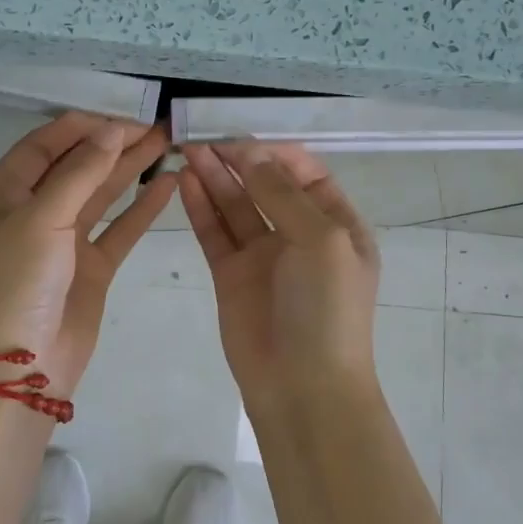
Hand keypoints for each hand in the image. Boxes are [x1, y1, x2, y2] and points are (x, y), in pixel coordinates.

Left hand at [0, 112, 174, 395]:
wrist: (19, 370)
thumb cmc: (16, 284)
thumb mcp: (40, 220)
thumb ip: (80, 172)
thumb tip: (111, 130)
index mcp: (0, 196)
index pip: (42, 147)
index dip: (81, 127)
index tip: (122, 113)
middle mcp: (29, 214)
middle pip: (75, 167)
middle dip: (113, 145)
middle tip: (157, 126)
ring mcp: (61, 242)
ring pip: (99, 195)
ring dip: (130, 170)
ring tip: (169, 144)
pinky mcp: (88, 268)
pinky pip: (117, 230)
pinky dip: (141, 208)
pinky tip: (168, 185)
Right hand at [180, 142, 381, 408]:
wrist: (304, 388)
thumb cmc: (327, 309)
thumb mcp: (321, 240)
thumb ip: (283, 193)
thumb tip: (251, 152)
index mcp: (336, 224)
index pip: (305, 172)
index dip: (274, 151)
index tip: (241, 135)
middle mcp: (300, 234)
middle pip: (266, 184)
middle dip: (238, 159)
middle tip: (203, 135)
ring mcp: (264, 255)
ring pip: (236, 205)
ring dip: (215, 177)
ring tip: (188, 150)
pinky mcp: (231, 275)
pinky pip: (215, 232)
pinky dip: (201, 206)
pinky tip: (185, 181)